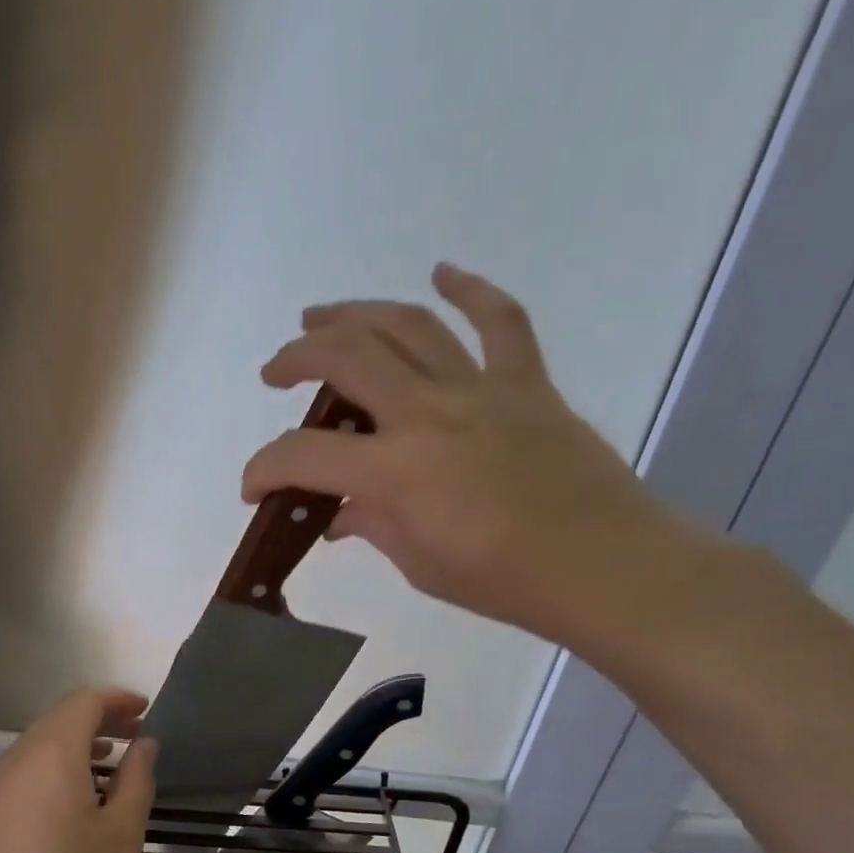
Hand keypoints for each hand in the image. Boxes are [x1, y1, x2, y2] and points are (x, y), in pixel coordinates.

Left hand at [0, 688, 157, 852]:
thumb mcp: (121, 832)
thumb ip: (138, 780)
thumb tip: (145, 745)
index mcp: (54, 751)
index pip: (86, 701)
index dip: (118, 700)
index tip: (147, 710)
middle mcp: (23, 754)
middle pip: (64, 716)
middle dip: (103, 718)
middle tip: (138, 734)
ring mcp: (4, 780)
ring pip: (46, 740)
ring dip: (82, 740)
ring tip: (115, 760)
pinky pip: (33, 764)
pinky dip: (63, 761)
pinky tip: (83, 792)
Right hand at [244, 262, 709, 650]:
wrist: (601, 566)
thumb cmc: (502, 580)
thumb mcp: (419, 562)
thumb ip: (372, 525)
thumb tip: (341, 513)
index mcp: (396, 470)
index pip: (305, 456)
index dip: (264, 468)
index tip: (253, 488)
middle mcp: (429, 413)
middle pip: (347, 357)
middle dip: (297, 358)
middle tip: (275, 372)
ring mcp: (481, 389)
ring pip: (408, 325)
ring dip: (355, 313)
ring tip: (321, 317)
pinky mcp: (526, 384)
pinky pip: (499, 321)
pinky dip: (470, 290)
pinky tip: (442, 272)